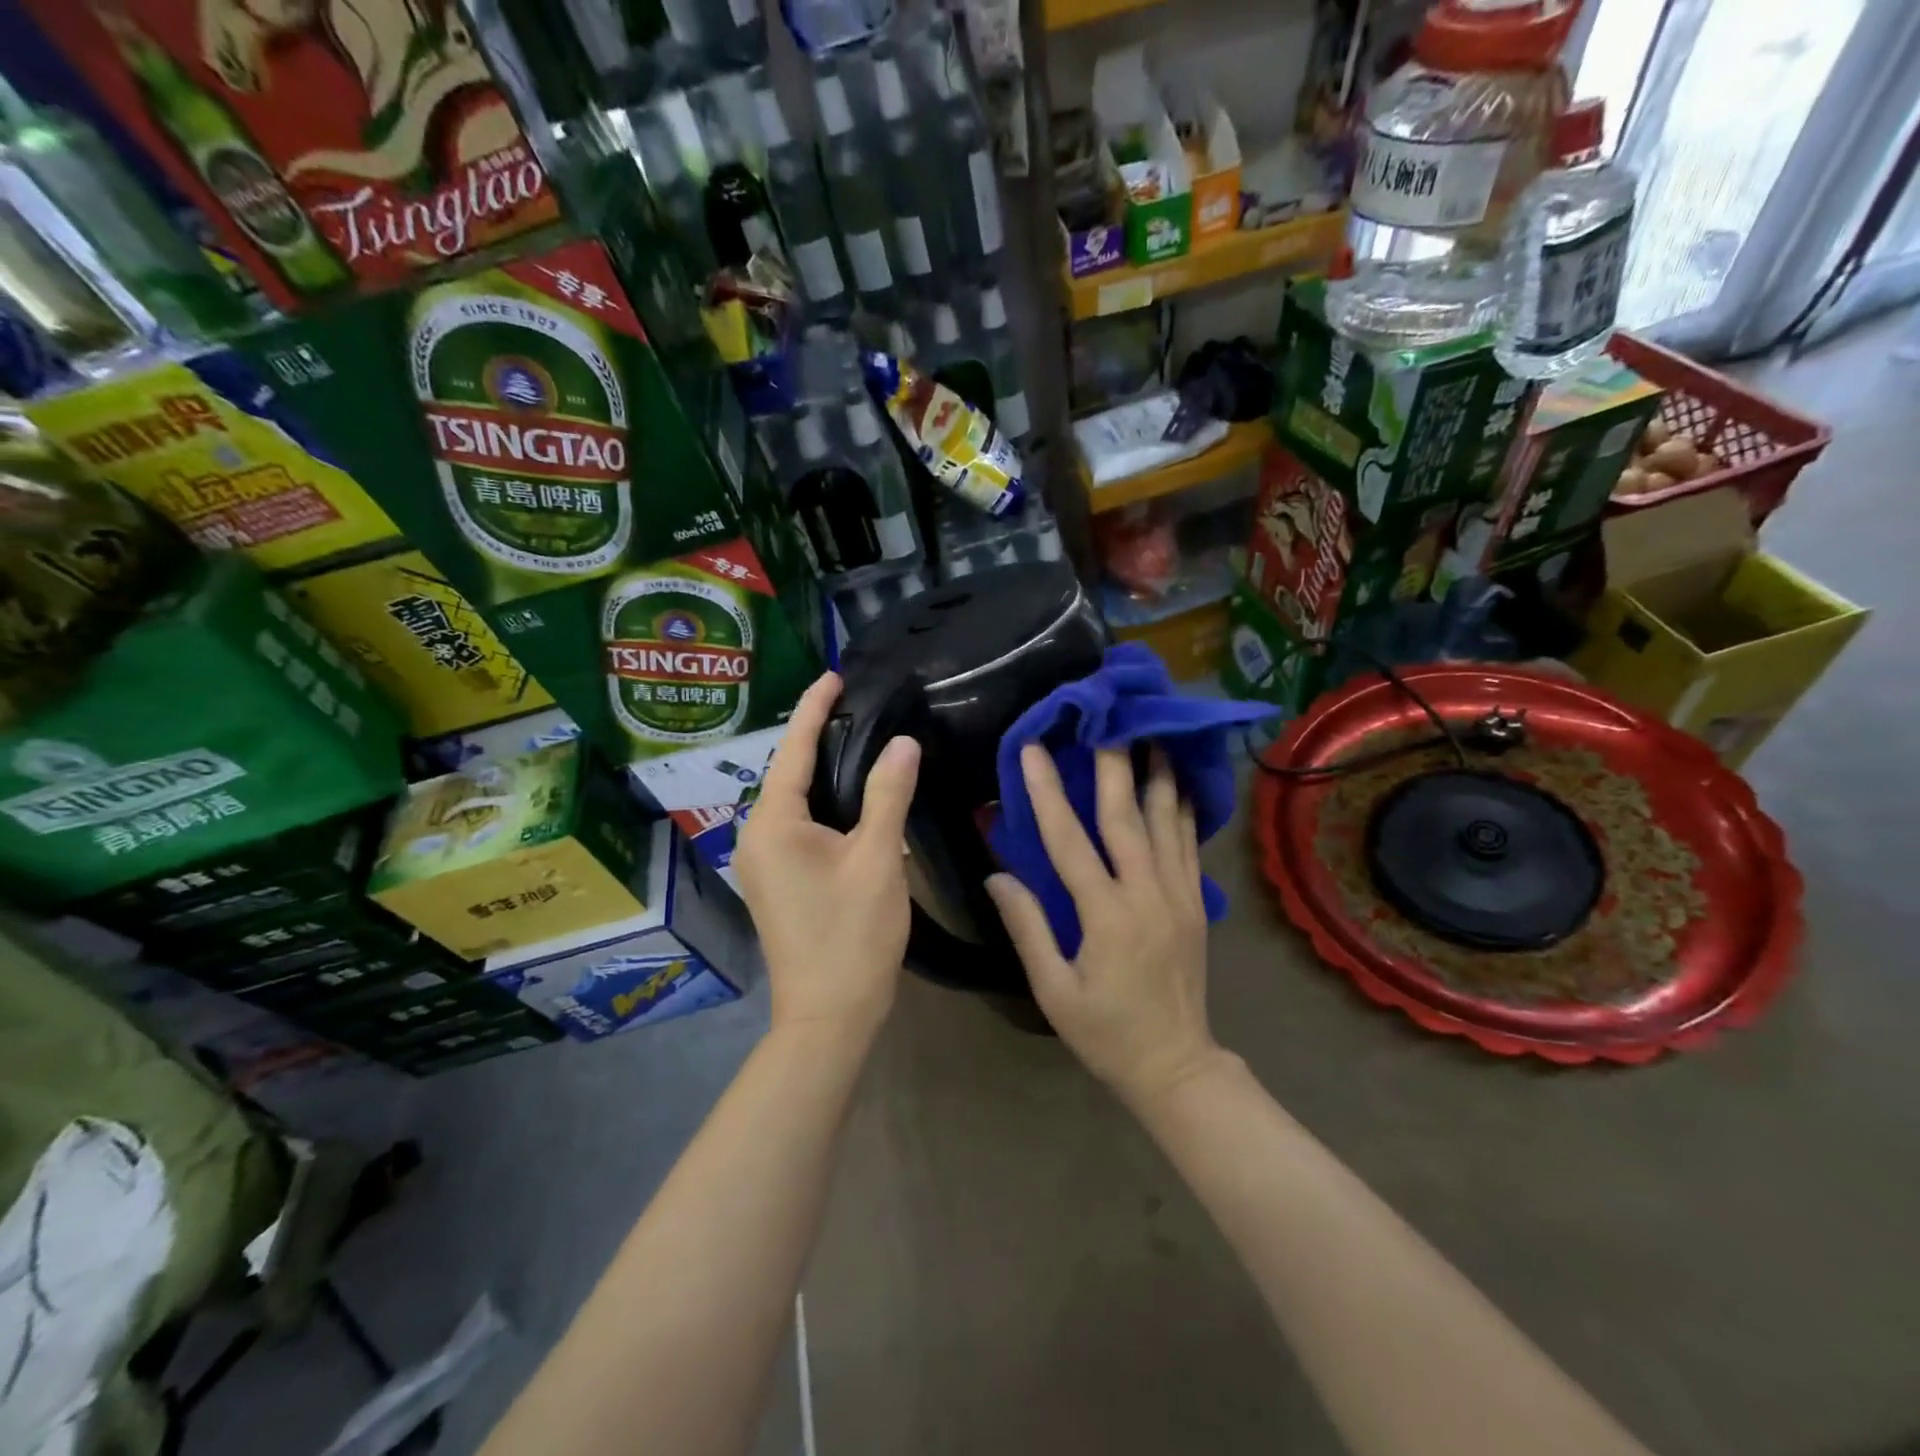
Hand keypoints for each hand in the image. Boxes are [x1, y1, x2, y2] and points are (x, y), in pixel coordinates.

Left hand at [735, 672, 920, 1039]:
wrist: (829, 1015)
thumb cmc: (852, 934)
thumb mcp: (877, 858)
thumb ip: (888, 794)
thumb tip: (902, 742)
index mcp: (773, 823)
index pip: (793, 750)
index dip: (814, 709)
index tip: (834, 676)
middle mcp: (757, 836)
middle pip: (789, 773)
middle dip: (819, 736)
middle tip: (857, 703)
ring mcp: (763, 862)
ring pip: (795, 801)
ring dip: (823, 771)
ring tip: (860, 738)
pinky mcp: (777, 881)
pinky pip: (799, 825)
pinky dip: (825, 803)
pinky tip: (853, 796)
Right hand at [986, 746, 1223, 1109]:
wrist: (1177, 1065)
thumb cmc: (1105, 1032)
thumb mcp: (1054, 990)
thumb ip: (1028, 928)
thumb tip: (996, 877)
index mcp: (1105, 917)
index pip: (1069, 842)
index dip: (1047, 793)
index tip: (1033, 751)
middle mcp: (1146, 895)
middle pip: (1127, 818)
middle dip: (1113, 765)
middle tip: (1105, 720)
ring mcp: (1178, 896)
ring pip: (1167, 823)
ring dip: (1157, 775)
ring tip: (1152, 733)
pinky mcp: (1195, 904)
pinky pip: (1189, 845)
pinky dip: (1184, 809)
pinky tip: (1180, 783)